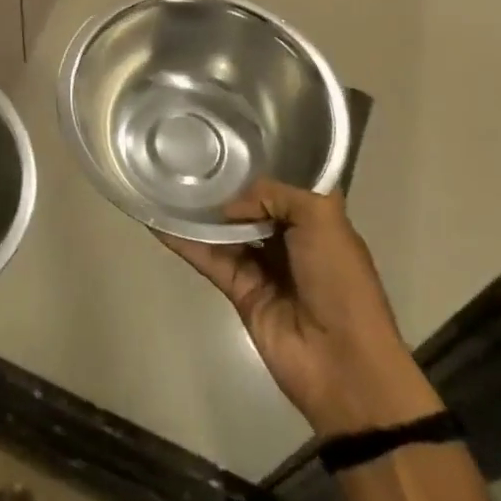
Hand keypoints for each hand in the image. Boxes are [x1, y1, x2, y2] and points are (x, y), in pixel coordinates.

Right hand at [158, 180, 442, 439]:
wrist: (343, 363)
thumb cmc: (341, 282)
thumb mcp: (323, 218)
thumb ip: (275, 194)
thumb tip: (231, 205)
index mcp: (316, 220)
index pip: (285, 182)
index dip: (261, 162)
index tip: (227, 137)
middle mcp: (289, 239)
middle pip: (250, 204)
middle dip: (224, 183)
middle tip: (188, 152)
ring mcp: (262, 265)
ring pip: (225, 229)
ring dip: (199, 209)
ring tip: (165, 178)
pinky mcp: (239, 290)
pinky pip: (208, 257)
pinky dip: (184, 240)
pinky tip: (157, 220)